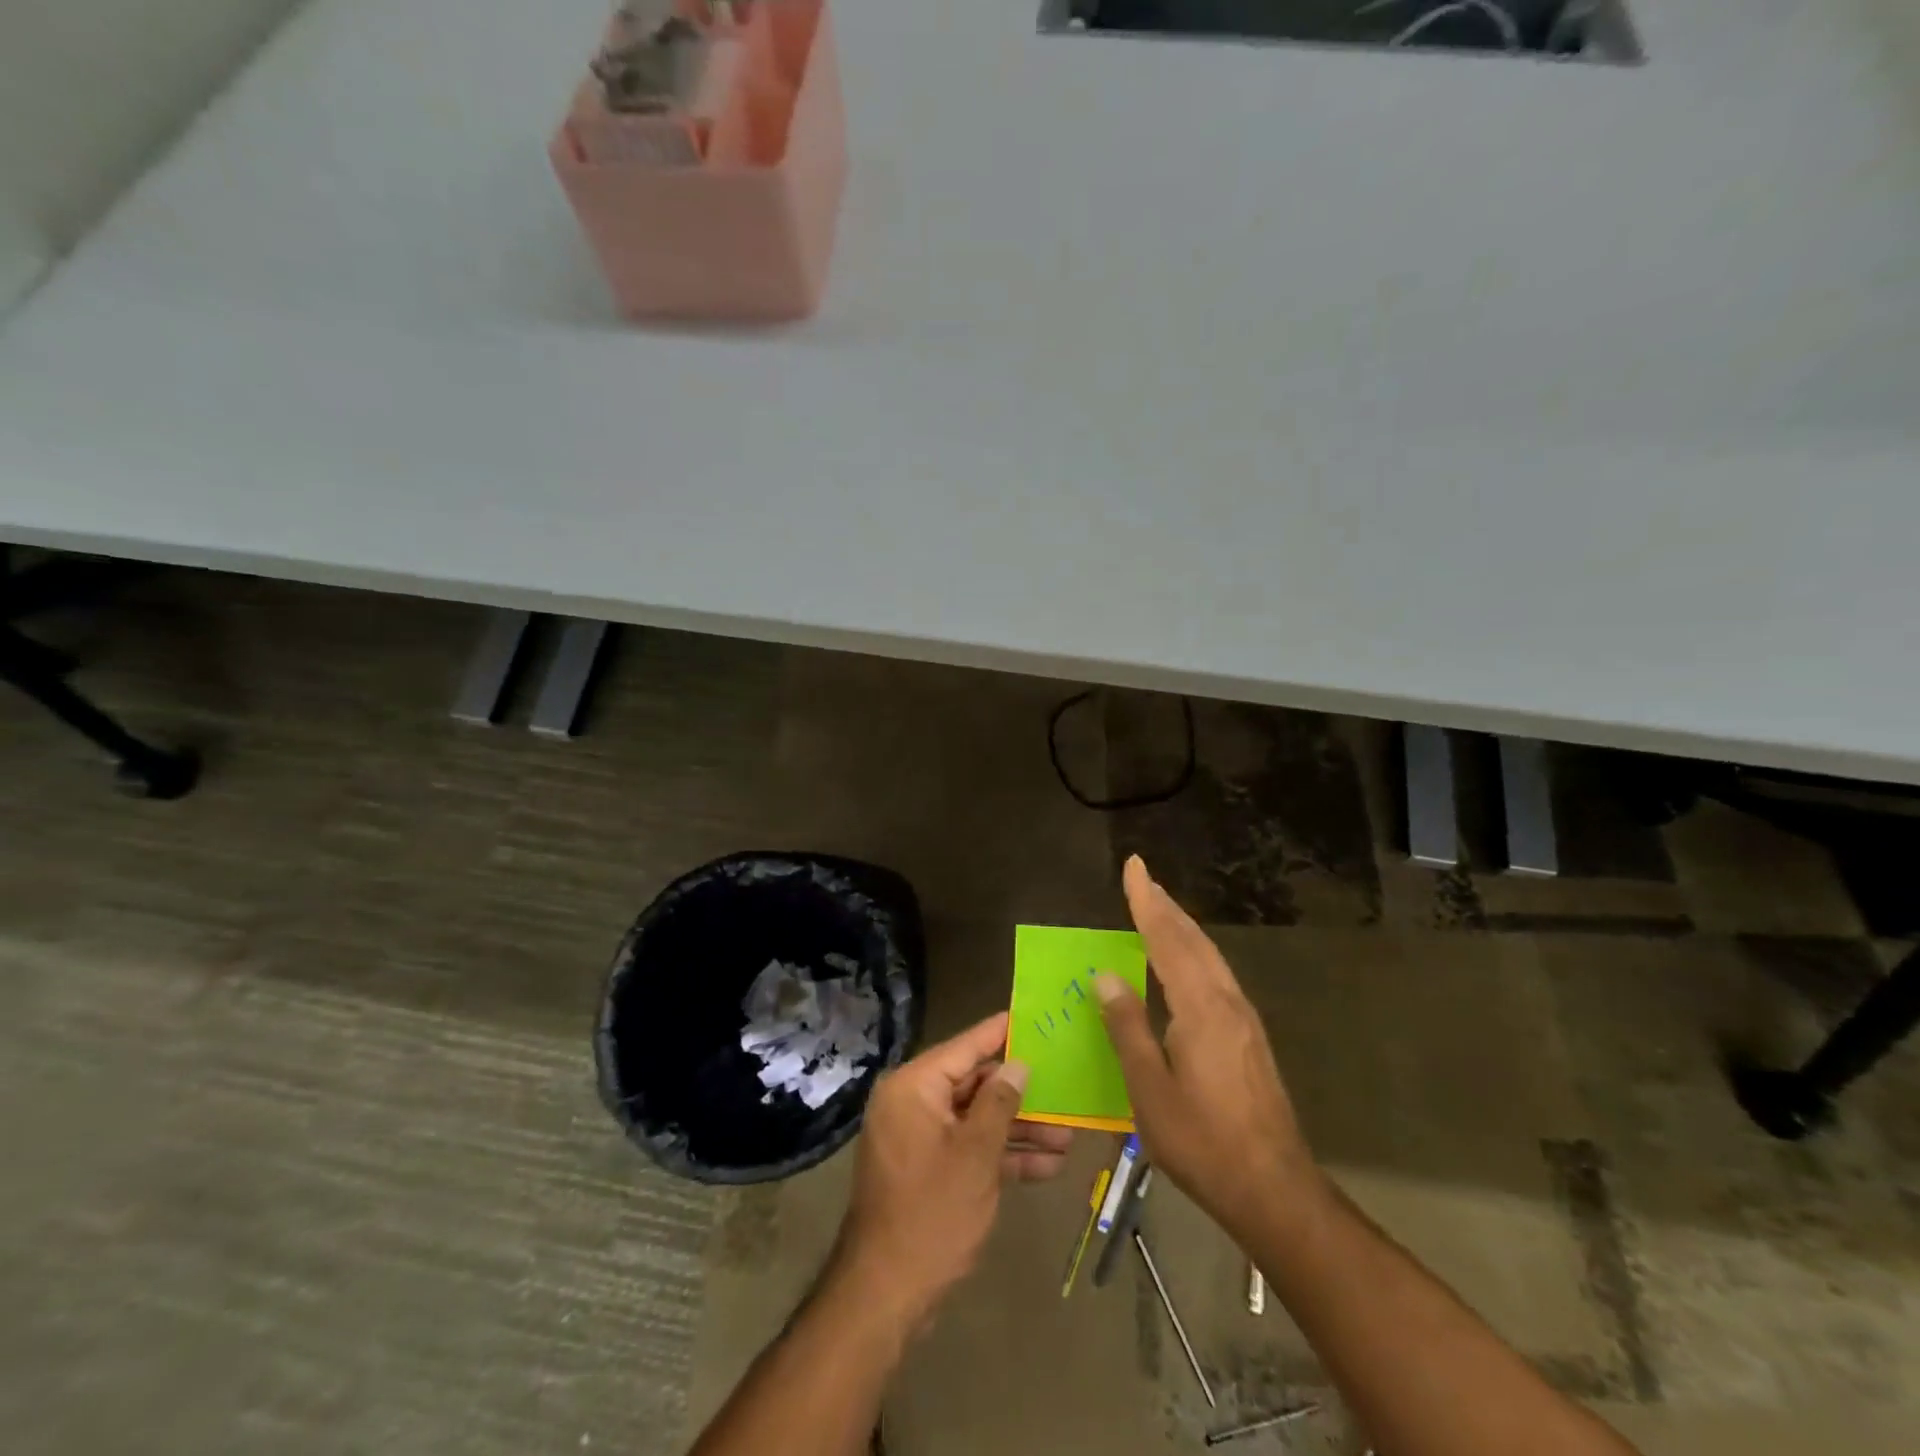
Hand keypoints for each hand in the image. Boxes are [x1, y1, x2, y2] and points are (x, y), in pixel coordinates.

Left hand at [835, 1013, 1069, 1330]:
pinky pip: (969, 1148)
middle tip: (1065, 1086)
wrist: (886, 1293)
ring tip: (1069, 1136)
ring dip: (1019, 1129)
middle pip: (974, 1084)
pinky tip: (1048, 1166)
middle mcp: (913, 1103)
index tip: (1032, 1016)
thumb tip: (1018, 1065)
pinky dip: (1002, 1156)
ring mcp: (920, 1138)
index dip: (1000, 1033)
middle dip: (1021, 1094)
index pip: (965, 1047)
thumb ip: (999, 1103)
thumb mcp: (976, 1154)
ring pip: (977, 1120)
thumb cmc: (932, 1212)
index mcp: (914, 1087)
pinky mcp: (929, 1169)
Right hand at [1094, 856, 1319, 1242]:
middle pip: (1193, 940)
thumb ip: (1127, 1028)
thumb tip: (1106, 976)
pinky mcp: (1250, 1037)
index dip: (1146, 901)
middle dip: (1165, 906)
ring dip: (1181, 927)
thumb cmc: (1203, 1142)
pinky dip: (1193, 952)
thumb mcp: (1150, 1089)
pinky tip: (1183, 964)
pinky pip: (1216, 975)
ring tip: (1157, 908)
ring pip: (1209, 956)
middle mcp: (1226, 1002)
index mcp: (1201, 1009)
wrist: (1275, 1189)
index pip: (1167, 940)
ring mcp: (1244, 1019)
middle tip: (1141, 878)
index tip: (1133, 866)